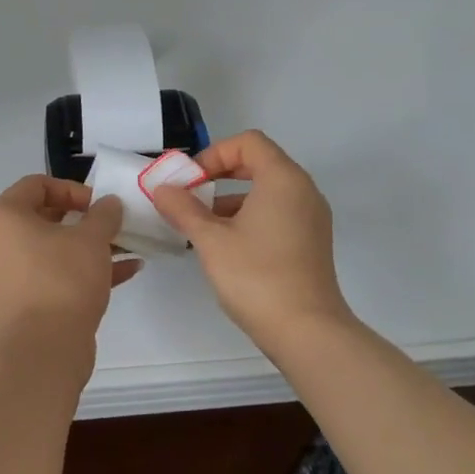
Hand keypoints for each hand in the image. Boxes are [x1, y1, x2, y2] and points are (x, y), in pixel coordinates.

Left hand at [0, 175, 142, 342]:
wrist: (44, 348)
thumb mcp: (92, 238)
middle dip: (85, 219)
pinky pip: (55, 275)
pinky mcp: (25, 302)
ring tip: (127, 247)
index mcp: (5, 217)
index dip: (72, 189)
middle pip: (45, 217)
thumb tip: (109, 204)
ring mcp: (10, 275)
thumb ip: (104, 214)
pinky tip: (127, 271)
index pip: (37, 185)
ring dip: (90, 246)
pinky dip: (84, 270)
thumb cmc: (63, 278)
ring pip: (54, 249)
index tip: (99, 204)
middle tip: (112, 224)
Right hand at [151, 130, 353, 344]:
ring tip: (201, 225)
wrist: (307, 331)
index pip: (248, 142)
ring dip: (232, 198)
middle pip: (259, 162)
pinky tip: (226, 245)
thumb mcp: (211, 240)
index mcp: (283, 179)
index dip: (214, 154)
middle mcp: (303, 190)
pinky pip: (278, 212)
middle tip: (191, 196)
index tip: (190, 181)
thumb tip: (163, 189)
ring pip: (267, 190)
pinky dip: (250, 216)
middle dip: (220, 175)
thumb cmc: (257, 277)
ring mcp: (311, 217)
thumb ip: (184, 209)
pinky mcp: (311, 241)